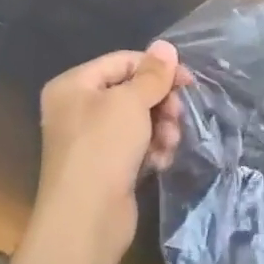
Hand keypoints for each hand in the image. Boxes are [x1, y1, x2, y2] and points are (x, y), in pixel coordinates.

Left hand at [33, 41, 191, 263]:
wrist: (86, 217)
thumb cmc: (104, 148)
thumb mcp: (131, 102)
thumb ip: (152, 74)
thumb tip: (165, 46)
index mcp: (74, 85)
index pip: (123, 61)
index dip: (157, 69)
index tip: (189, 82)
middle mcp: (77, 109)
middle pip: (132, 92)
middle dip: (161, 104)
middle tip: (177, 117)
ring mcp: (91, 140)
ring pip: (139, 121)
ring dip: (161, 129)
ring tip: (168, 144)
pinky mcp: (105, 167)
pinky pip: (136, 146)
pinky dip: (152, 150)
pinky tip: (159, 162)